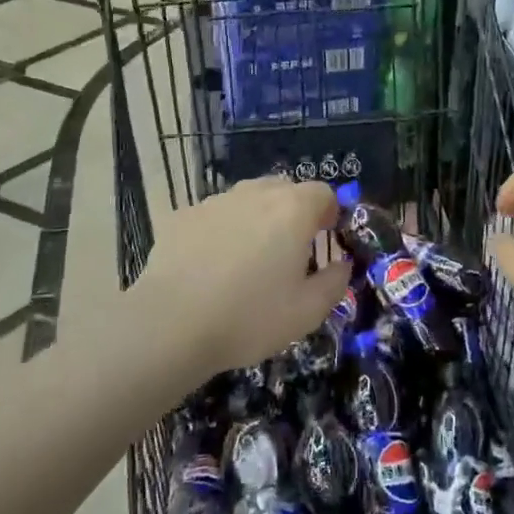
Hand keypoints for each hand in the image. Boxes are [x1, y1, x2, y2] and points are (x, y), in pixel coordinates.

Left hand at [132, 176, 348, 383]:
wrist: (171, 324)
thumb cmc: (250, 317)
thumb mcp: (307, 312)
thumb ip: (334, 282)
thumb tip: (341, 265)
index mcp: (292, 210)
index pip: (322, 192)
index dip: (329, 213)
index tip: (325, 239)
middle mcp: (254, 194)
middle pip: (284, 189)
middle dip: (293, 212)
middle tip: (289, 251)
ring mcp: (214, 201)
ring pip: (246, 199)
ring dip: (255, 219)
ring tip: (247, 259)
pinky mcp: (182, 215)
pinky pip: (213, 216)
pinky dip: (220, 231)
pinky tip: (210, 266)